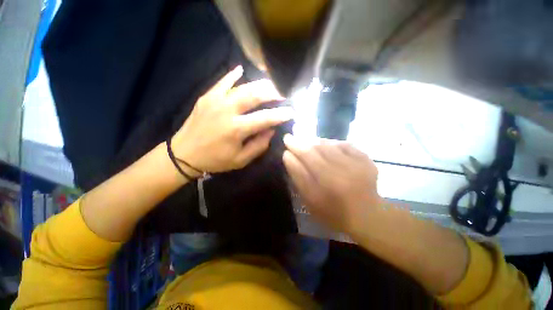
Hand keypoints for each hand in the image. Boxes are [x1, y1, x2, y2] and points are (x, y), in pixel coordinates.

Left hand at [172, 66, 293, 173]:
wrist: (183, 154)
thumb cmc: (215, 160)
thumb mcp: (241, 160)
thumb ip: (259, 145)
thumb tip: (271, 130)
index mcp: (236, 129)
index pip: (265, 118)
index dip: (280, 114)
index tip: (291, 111)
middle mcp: (227, 111)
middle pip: (254, 95)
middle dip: (272, 92)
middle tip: (283, 92)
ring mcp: (215, 101)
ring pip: (242, 86)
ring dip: (259, 84)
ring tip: (271, 84)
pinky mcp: (206, 97)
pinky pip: (222, 82)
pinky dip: (233, 75)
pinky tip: (241, 70)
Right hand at [282, 134, 381, 235]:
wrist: (366, 215)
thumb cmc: (333, 211)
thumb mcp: (310, 200)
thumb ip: (298, 177)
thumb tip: (287, 156)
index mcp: (326, 183)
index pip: (305, 158)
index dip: (294, 147)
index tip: (286, 140)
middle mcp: (341, 171)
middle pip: (316, 149)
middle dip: (301, 142)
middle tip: (292, 139)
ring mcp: (356, 164)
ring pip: (329, 144)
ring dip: (315, 142)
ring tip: (307, 142)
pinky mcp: (366, 160)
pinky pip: (344, 144)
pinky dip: (333, 143)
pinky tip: (327, 146)